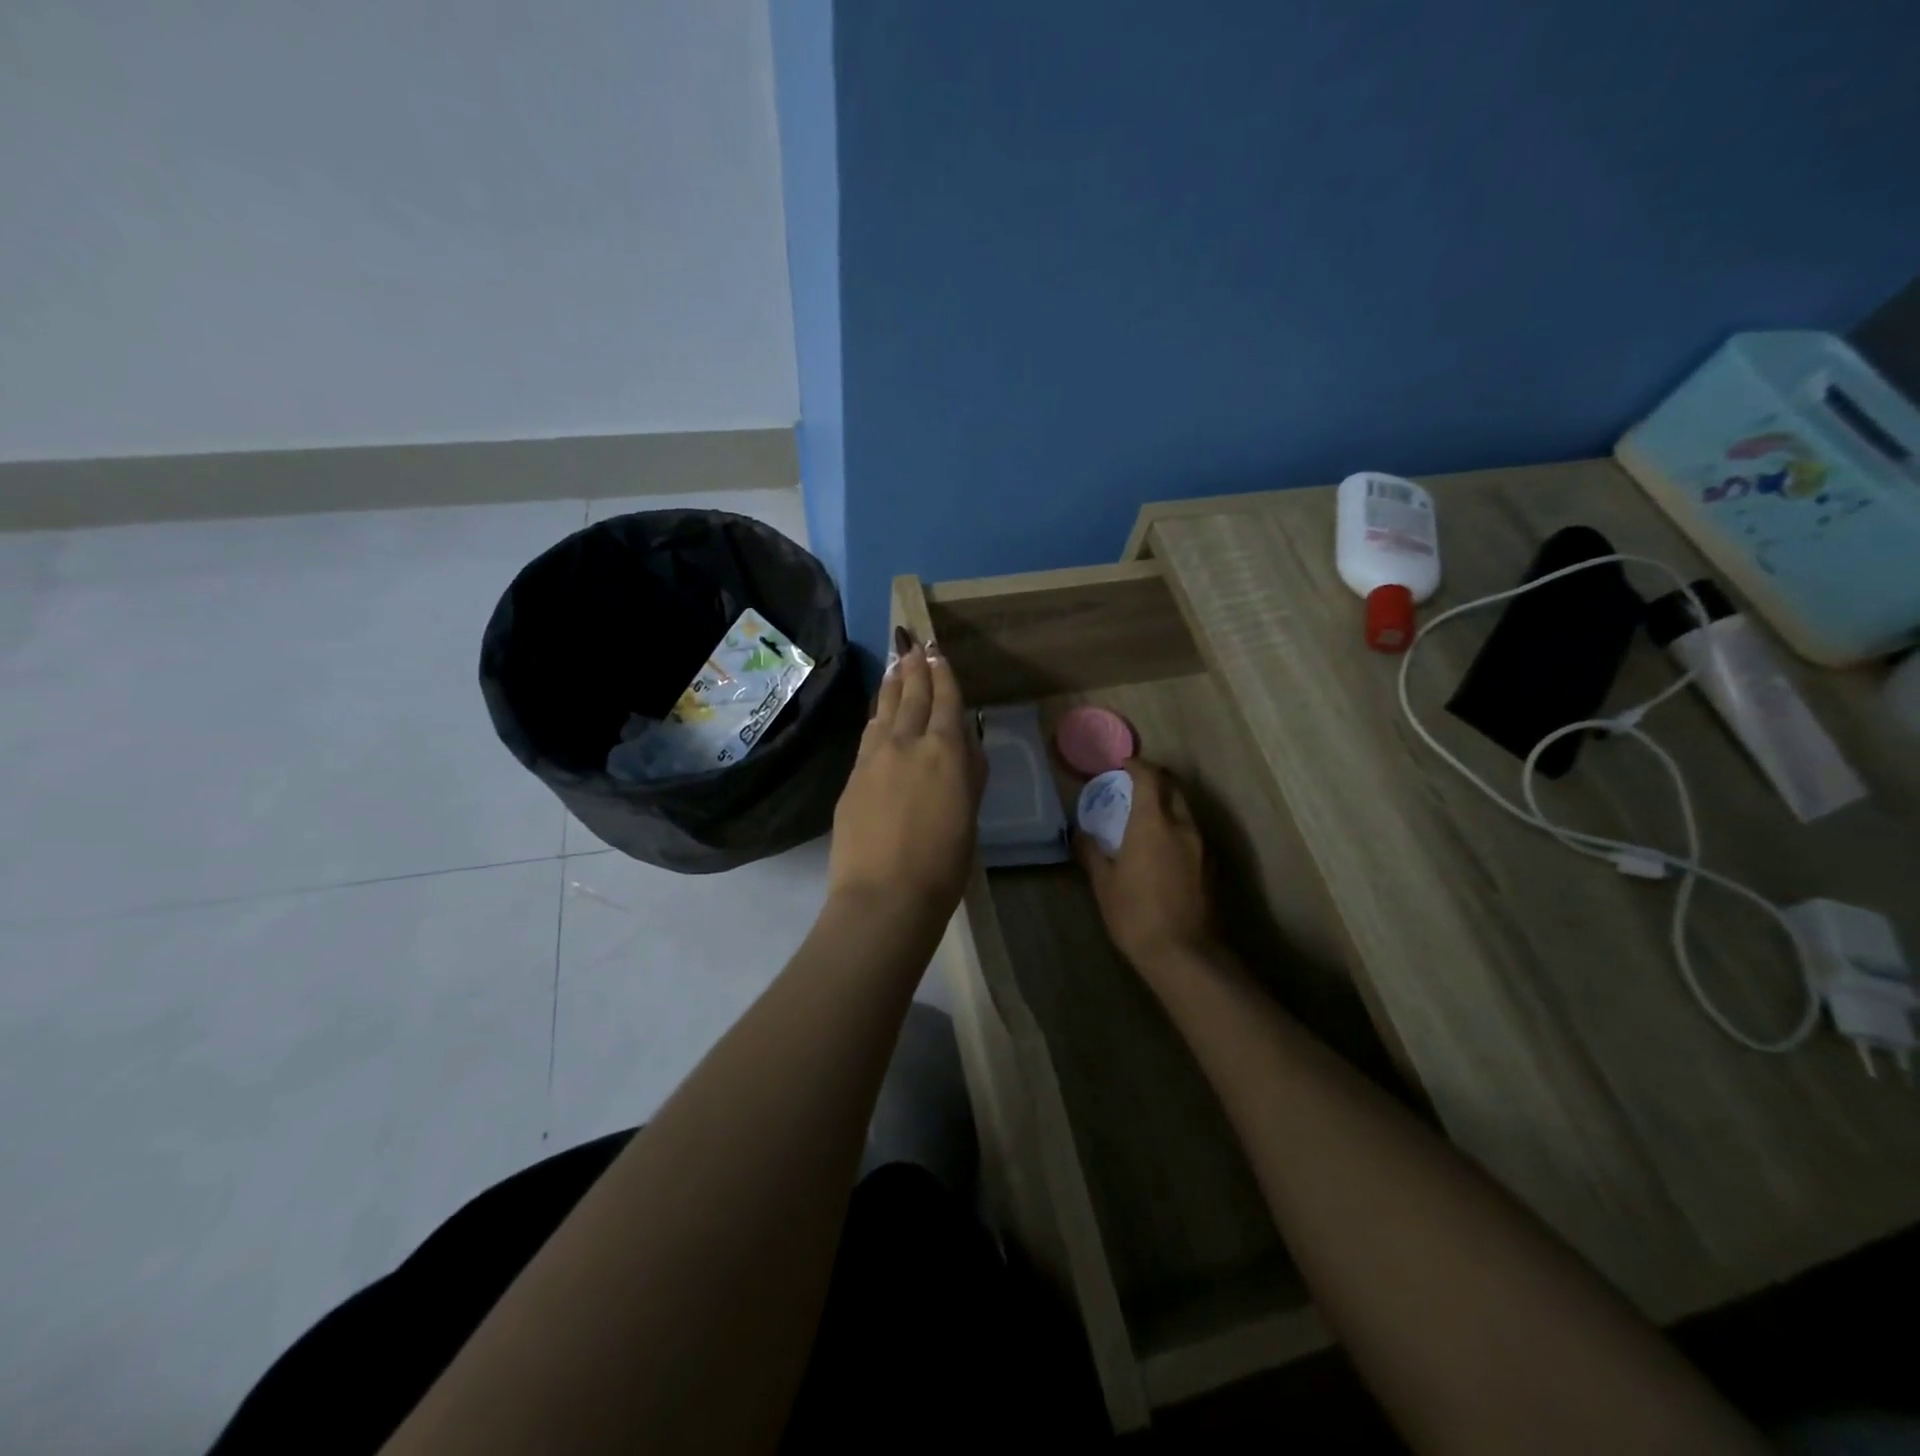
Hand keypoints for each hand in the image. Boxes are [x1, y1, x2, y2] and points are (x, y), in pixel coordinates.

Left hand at [827, 629, 985, 922]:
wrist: (884, 895)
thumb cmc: (943, 864)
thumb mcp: (969, 815)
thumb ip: (968, 773)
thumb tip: (964, 742)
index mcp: (945, 751)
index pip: (945, 700)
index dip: (942, 672)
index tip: (936, 649)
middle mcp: (908, 743)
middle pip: (912, 695)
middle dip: (914, 666)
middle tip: (912, 641)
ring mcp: (874, 757)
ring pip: (885, 709)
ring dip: (893, 683)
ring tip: (896, 662)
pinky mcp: (853, 776)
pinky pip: (869, 733)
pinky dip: (877, 714)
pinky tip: (878, 710)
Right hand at [1075, 758, 1217, 980]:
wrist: (1185, 955)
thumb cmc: (1136, 915)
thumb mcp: (1104, 884)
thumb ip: (1092, 852)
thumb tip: (1080, 834)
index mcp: (1154, 823)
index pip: (1150, 777)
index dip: (1137, 765)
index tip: (1123, 764)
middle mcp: (1184, 826)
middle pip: (1174, 788)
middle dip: (1156, 780)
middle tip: (1134, 786)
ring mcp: (1203, 846)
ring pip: (1186, 811)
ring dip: (1168, 805)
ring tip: (1147, 818)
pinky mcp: (1213, 866)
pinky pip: (1193, 834)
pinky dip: (1178, 828)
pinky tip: (1163, 848)